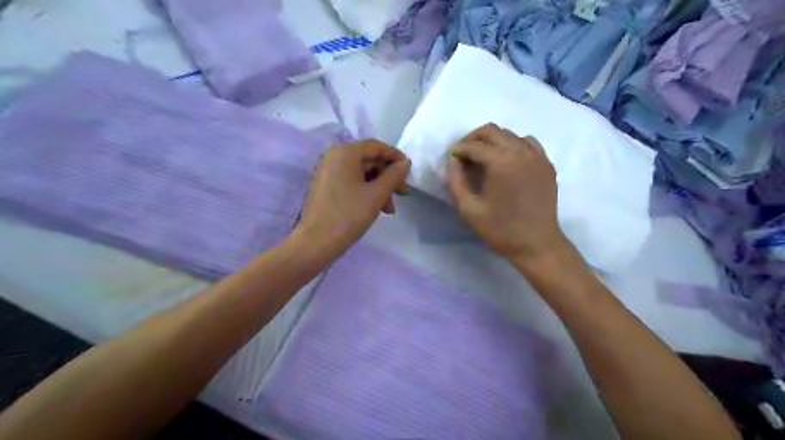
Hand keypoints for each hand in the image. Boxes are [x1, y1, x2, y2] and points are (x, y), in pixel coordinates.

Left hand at [299, 139, 411, 251]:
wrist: (316, 242)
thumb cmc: (348, 215)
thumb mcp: (376, 194)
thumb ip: (394, 176)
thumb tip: (405, 163)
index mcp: (345, 153)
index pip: (376, 147)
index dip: (395, 157)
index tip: (409, 171)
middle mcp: (334, 157)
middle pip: (369, 160)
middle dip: (388, 177)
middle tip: (404, 193)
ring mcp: (328, 172)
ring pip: (361, 174)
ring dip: (379, 188)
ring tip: (390, 208)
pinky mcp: (326, 186)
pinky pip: (351, 182)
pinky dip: (366, 192)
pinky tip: (376, 208)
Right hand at [447, 121, 570, 260]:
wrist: (537, 244)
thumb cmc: (500, 229)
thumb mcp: (468, 209)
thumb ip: (455, 182)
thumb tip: (453, 161)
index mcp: (501, 162)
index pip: (473, 146)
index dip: (458, 150)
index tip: (450, 158)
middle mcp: (521, 152)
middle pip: (491, 131)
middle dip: (472, 139)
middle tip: (463, 154)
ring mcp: (537, 156)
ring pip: (510, 134)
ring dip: (492, 141)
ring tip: (483, 158)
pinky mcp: (546, 164)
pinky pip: (528, 143)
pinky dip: (513, 145)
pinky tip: (507, 160)